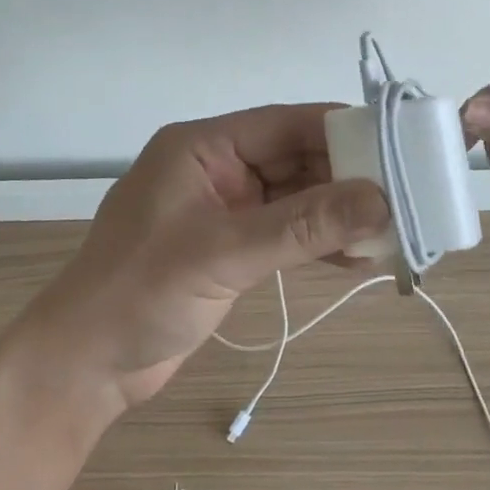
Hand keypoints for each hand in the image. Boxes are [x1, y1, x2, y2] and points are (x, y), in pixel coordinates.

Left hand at [20, 104, 389, 412]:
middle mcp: (217, 167)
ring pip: (295, 198)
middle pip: (295, 159)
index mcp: (204, 146)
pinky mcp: (230, 247)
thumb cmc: (139, 292)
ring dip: (338, 213)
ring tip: (392, 231)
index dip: (340, 130)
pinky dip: (318, 242)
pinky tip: (357, 257)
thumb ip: (302, 226)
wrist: (83, 365)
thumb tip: (380, 200)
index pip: (284, 124)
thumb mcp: (223, 254)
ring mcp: (224, 209)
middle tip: (406, 196)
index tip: (397, 144)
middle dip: (347, 177)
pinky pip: (286, 232)